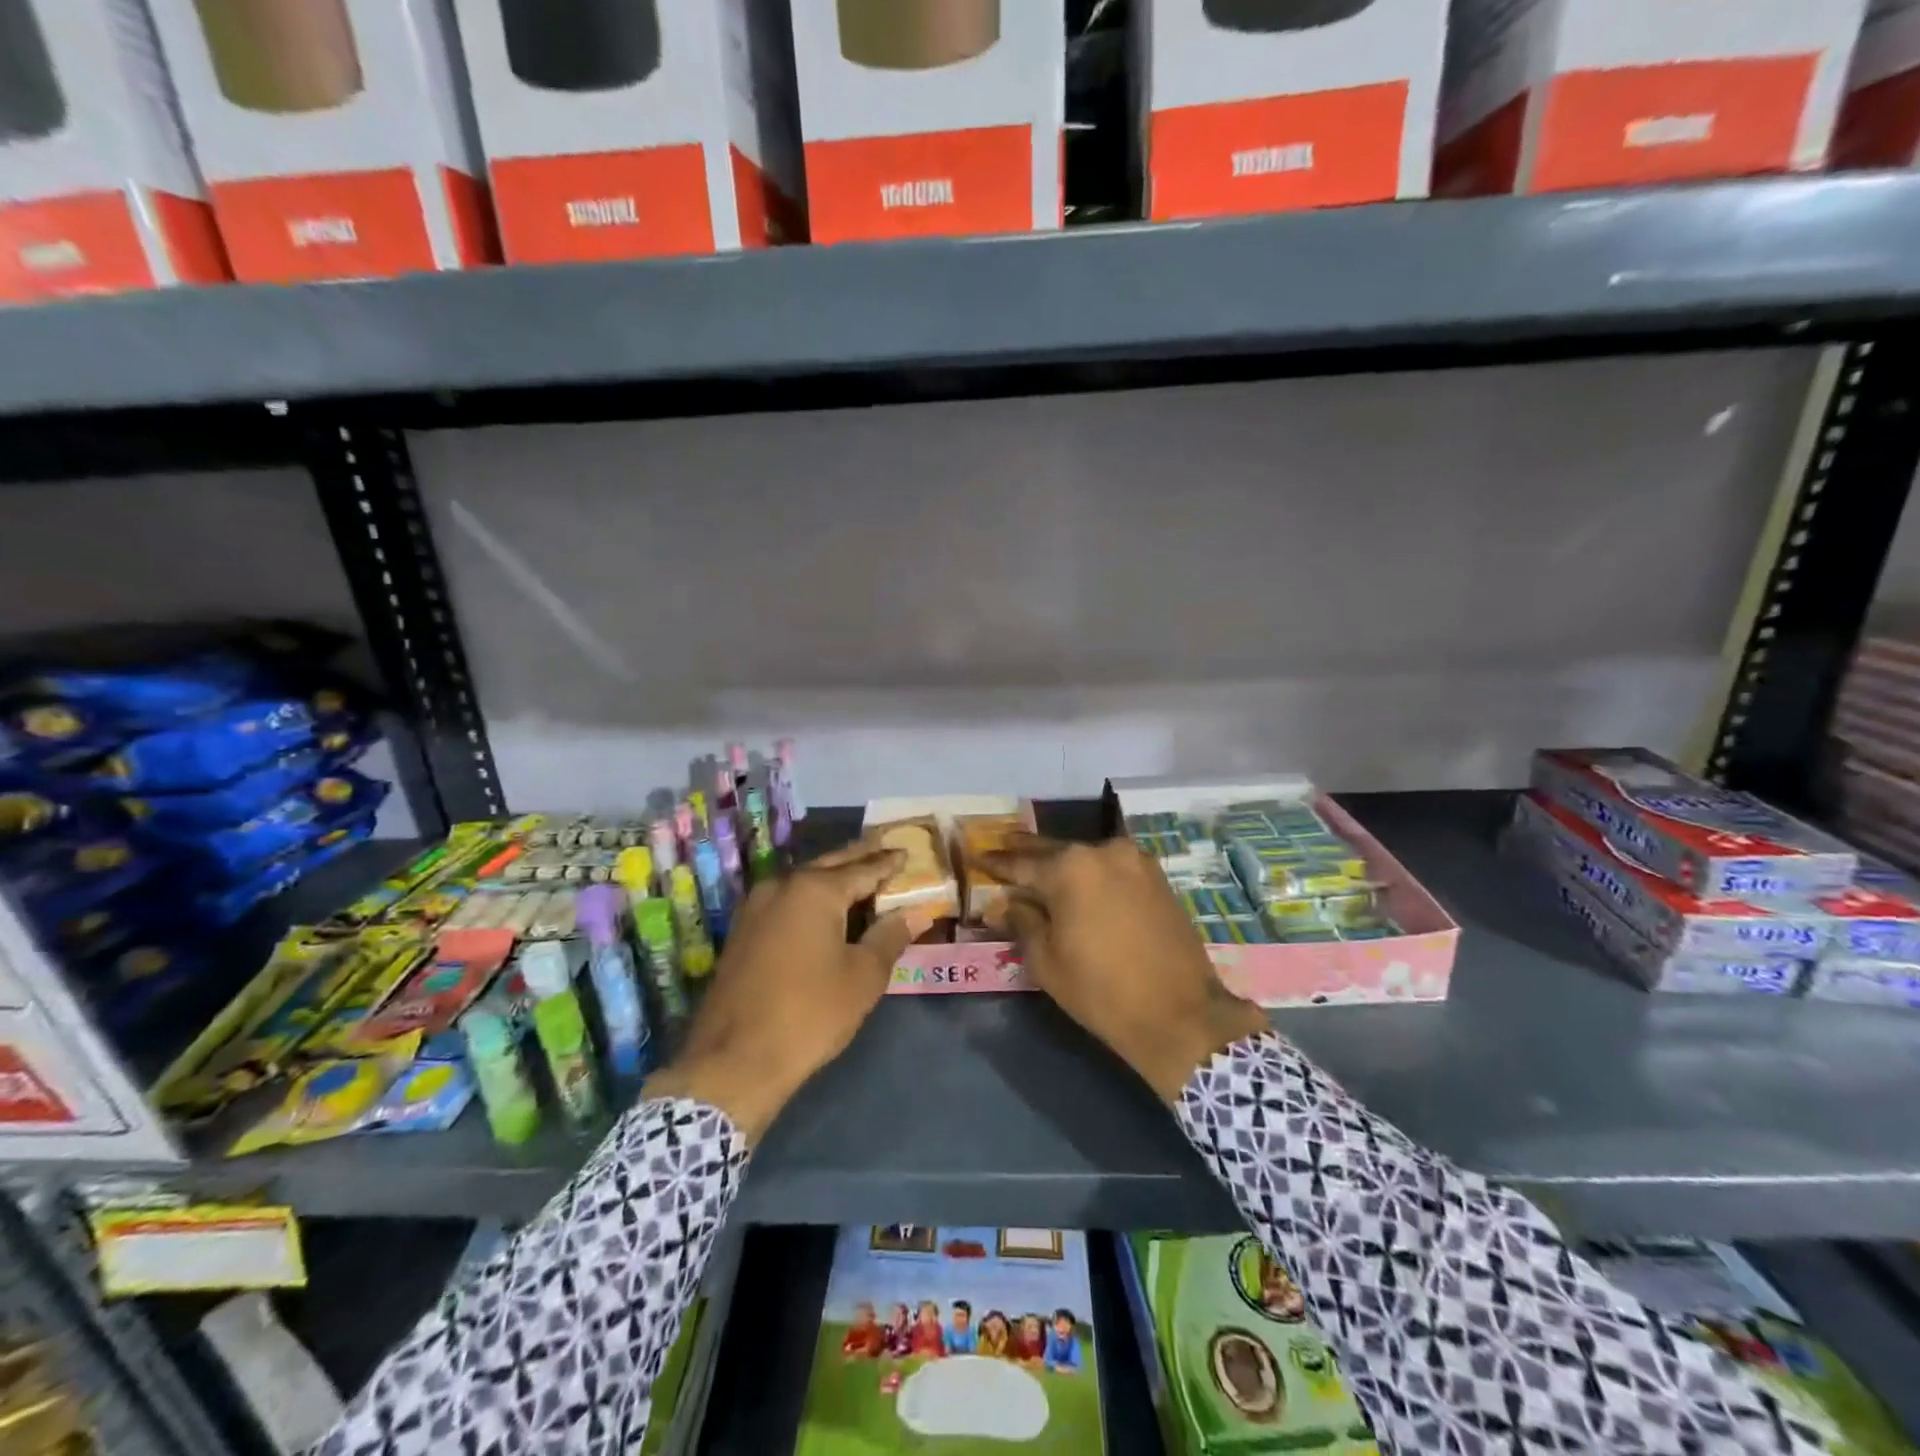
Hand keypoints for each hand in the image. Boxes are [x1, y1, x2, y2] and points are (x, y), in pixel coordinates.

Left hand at [642, 836, 915, 1141]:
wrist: (733, 1061)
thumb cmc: (810, 1014)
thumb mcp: (863, 977)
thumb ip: (890, 936)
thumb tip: (916, 912)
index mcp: (815, 890)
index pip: (863, 868)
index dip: (888, 863)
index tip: (906, 853)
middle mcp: (782, 886)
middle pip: (830, 865)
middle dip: (859, 858)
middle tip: (885, 851)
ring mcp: (756, 907)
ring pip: (804, 882)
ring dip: (833, 877)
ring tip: (861, 877)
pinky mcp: (743, 931)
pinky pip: (787, 901)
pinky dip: (811, 898)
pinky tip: (825, 910)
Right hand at [983, 835, 1267, 1101]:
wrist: (1180, 1014)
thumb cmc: (1101, 990)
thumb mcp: (1046, 960)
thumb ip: (1021, 921)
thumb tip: (1002, 903)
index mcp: (1069, 867)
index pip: (1021, 862)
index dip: (996, 863)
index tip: (976, 857)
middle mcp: (1102, 851)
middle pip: (1054, 851)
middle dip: (1026, 855)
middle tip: (1002, 852)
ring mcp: (1135, 860)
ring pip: (1085, 857)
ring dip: (1061, 864)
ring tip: (1038, 871)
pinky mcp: (1157, 877)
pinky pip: (1111, 867)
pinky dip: (1091, 873)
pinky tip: (1078, 885)